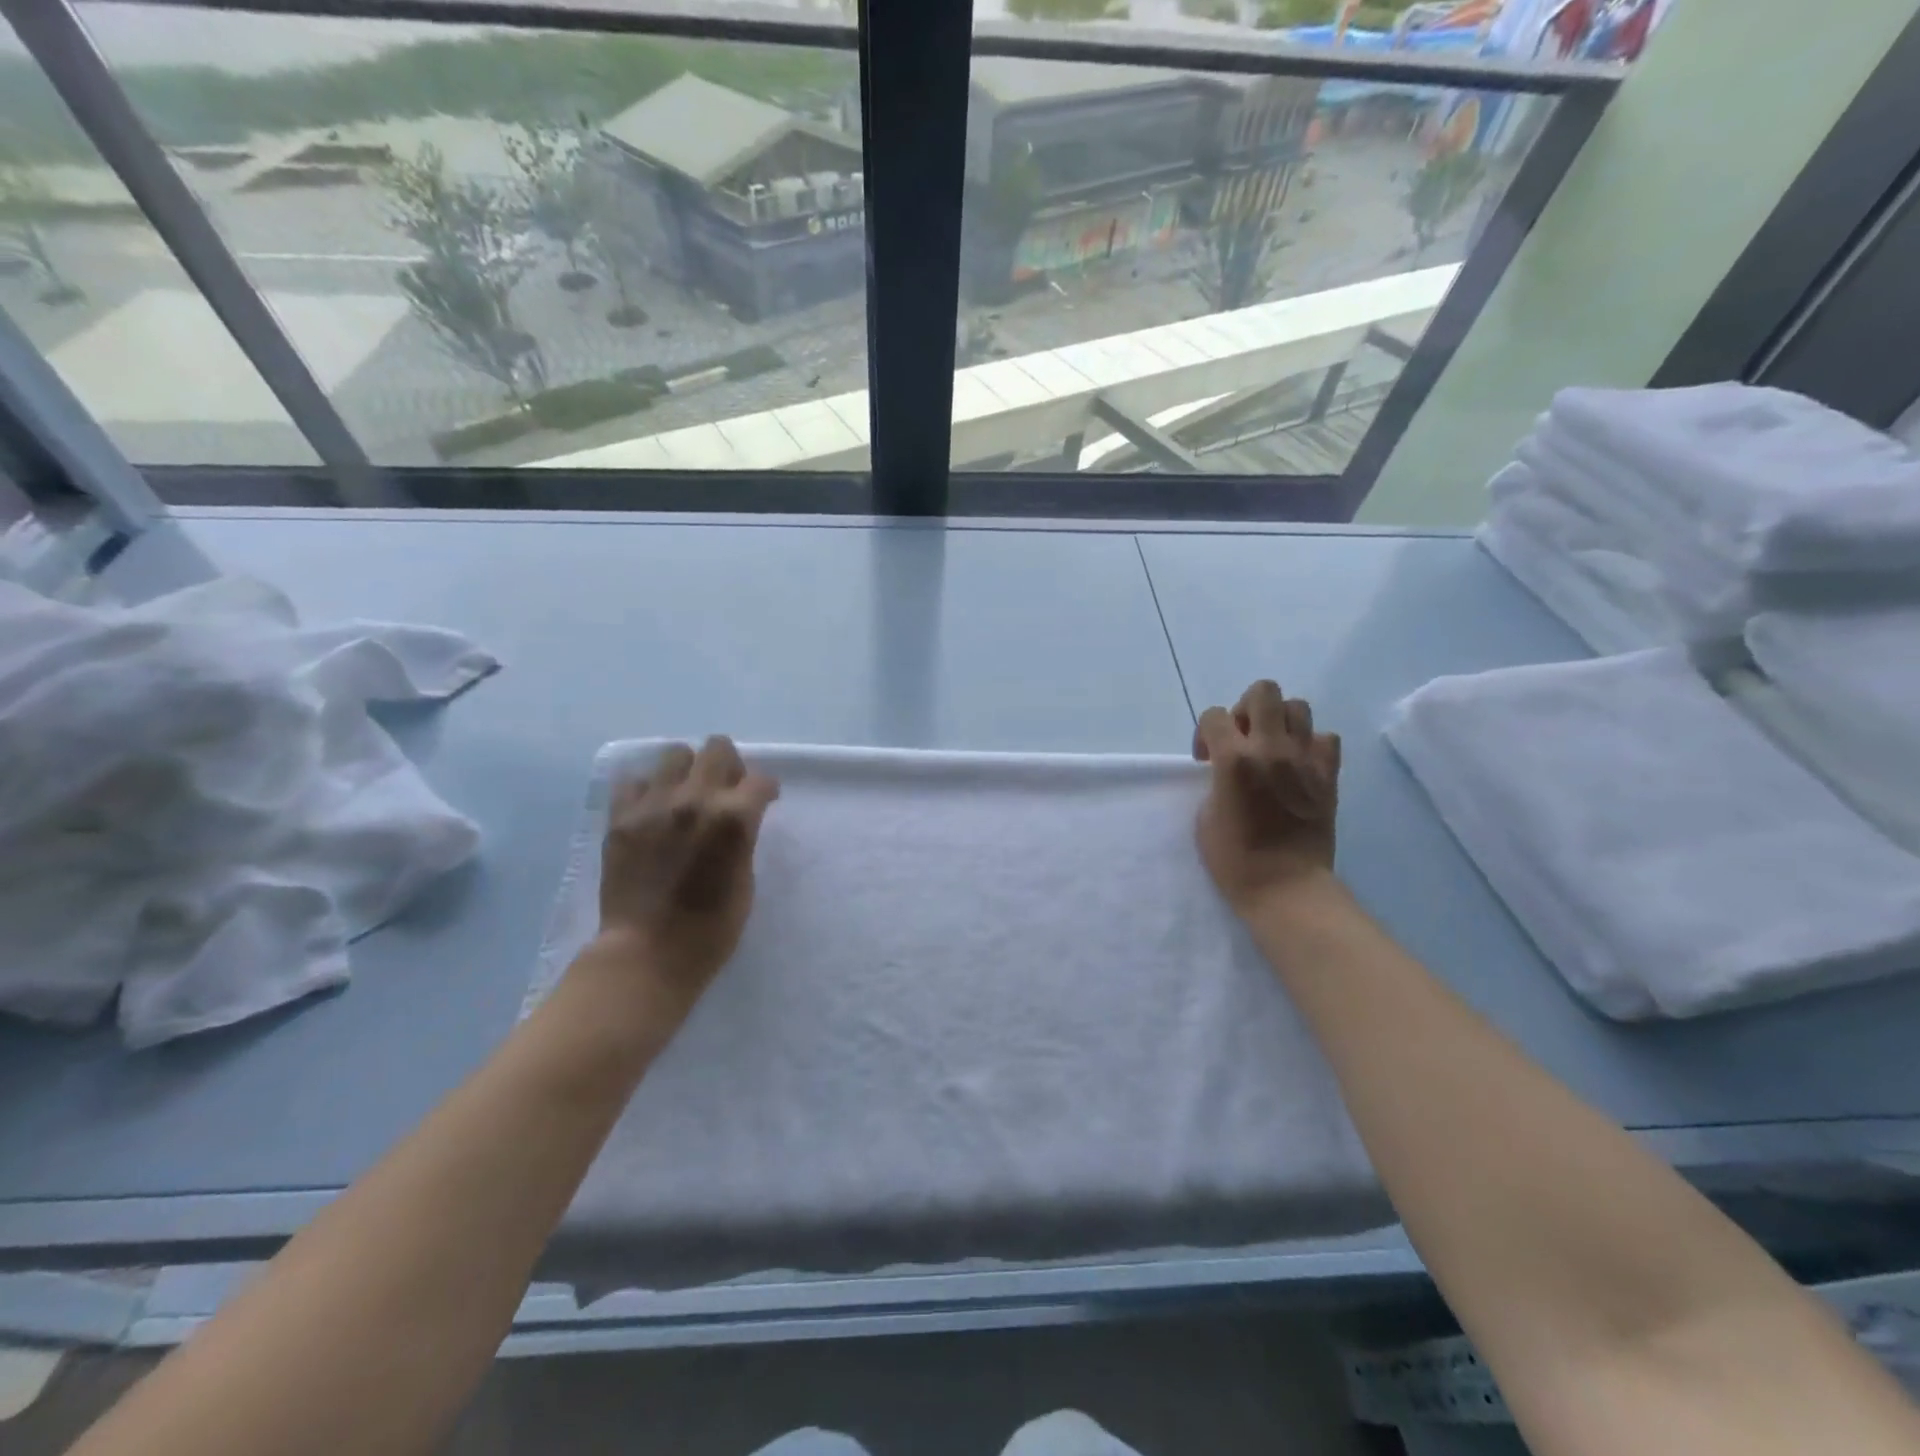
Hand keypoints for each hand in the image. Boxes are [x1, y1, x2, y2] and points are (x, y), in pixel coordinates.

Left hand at [593, 736, 779, 1011]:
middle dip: (730, 765)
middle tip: (727, 790)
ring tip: (687, 795)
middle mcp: (695, 798)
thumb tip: (738, 820)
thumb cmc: (710, 929)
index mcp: (734, 817)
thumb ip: (742, 839)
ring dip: (688, 770)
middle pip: (718, 748)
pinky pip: (633, 780)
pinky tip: (653, 810)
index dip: (767, 790)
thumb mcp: (745, 880)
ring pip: (675, 754)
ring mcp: (654, 804)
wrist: (646, 954)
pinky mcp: (621, 817)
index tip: (765, 801)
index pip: (761, 780)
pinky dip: (648, 789)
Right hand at [1193, 680, 1340, 915]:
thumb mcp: (1206, 814)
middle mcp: (1270, 748)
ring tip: (1272, 747)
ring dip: (1280, 721)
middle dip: (1246, 708)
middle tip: (1242, 738)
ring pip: (1298, 707)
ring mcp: (1305, 759)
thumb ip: (1216, 779)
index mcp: (1233, 759)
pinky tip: (1299, 765)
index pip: (1215, 715)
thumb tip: (1227, 766)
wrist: (1285, 886)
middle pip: (1263, 691)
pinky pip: (1326, 739)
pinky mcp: (1329, 775)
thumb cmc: (1234, 858)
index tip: (1206, 760)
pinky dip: (1312, 744)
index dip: (1205, 732)